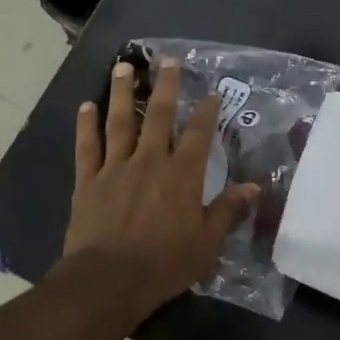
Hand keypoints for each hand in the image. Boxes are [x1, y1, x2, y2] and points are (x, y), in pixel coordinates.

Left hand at [63, 60, 259, 312]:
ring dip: (122, 93)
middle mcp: (150, 161)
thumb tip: (254, 187)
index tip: (211, 91)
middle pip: (158, 115)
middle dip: (165, 86)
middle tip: (167, 60)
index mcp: (182, 174)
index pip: (199, 134)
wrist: (109, 280)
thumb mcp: (207, 243)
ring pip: (119, 122)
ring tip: (123, 67)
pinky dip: (86, 125)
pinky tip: (86, 106)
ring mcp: (115, 168)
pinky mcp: (88, 181)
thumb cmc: (164, 264)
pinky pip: (87, 147)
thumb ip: (228, 211)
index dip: (206, 110)